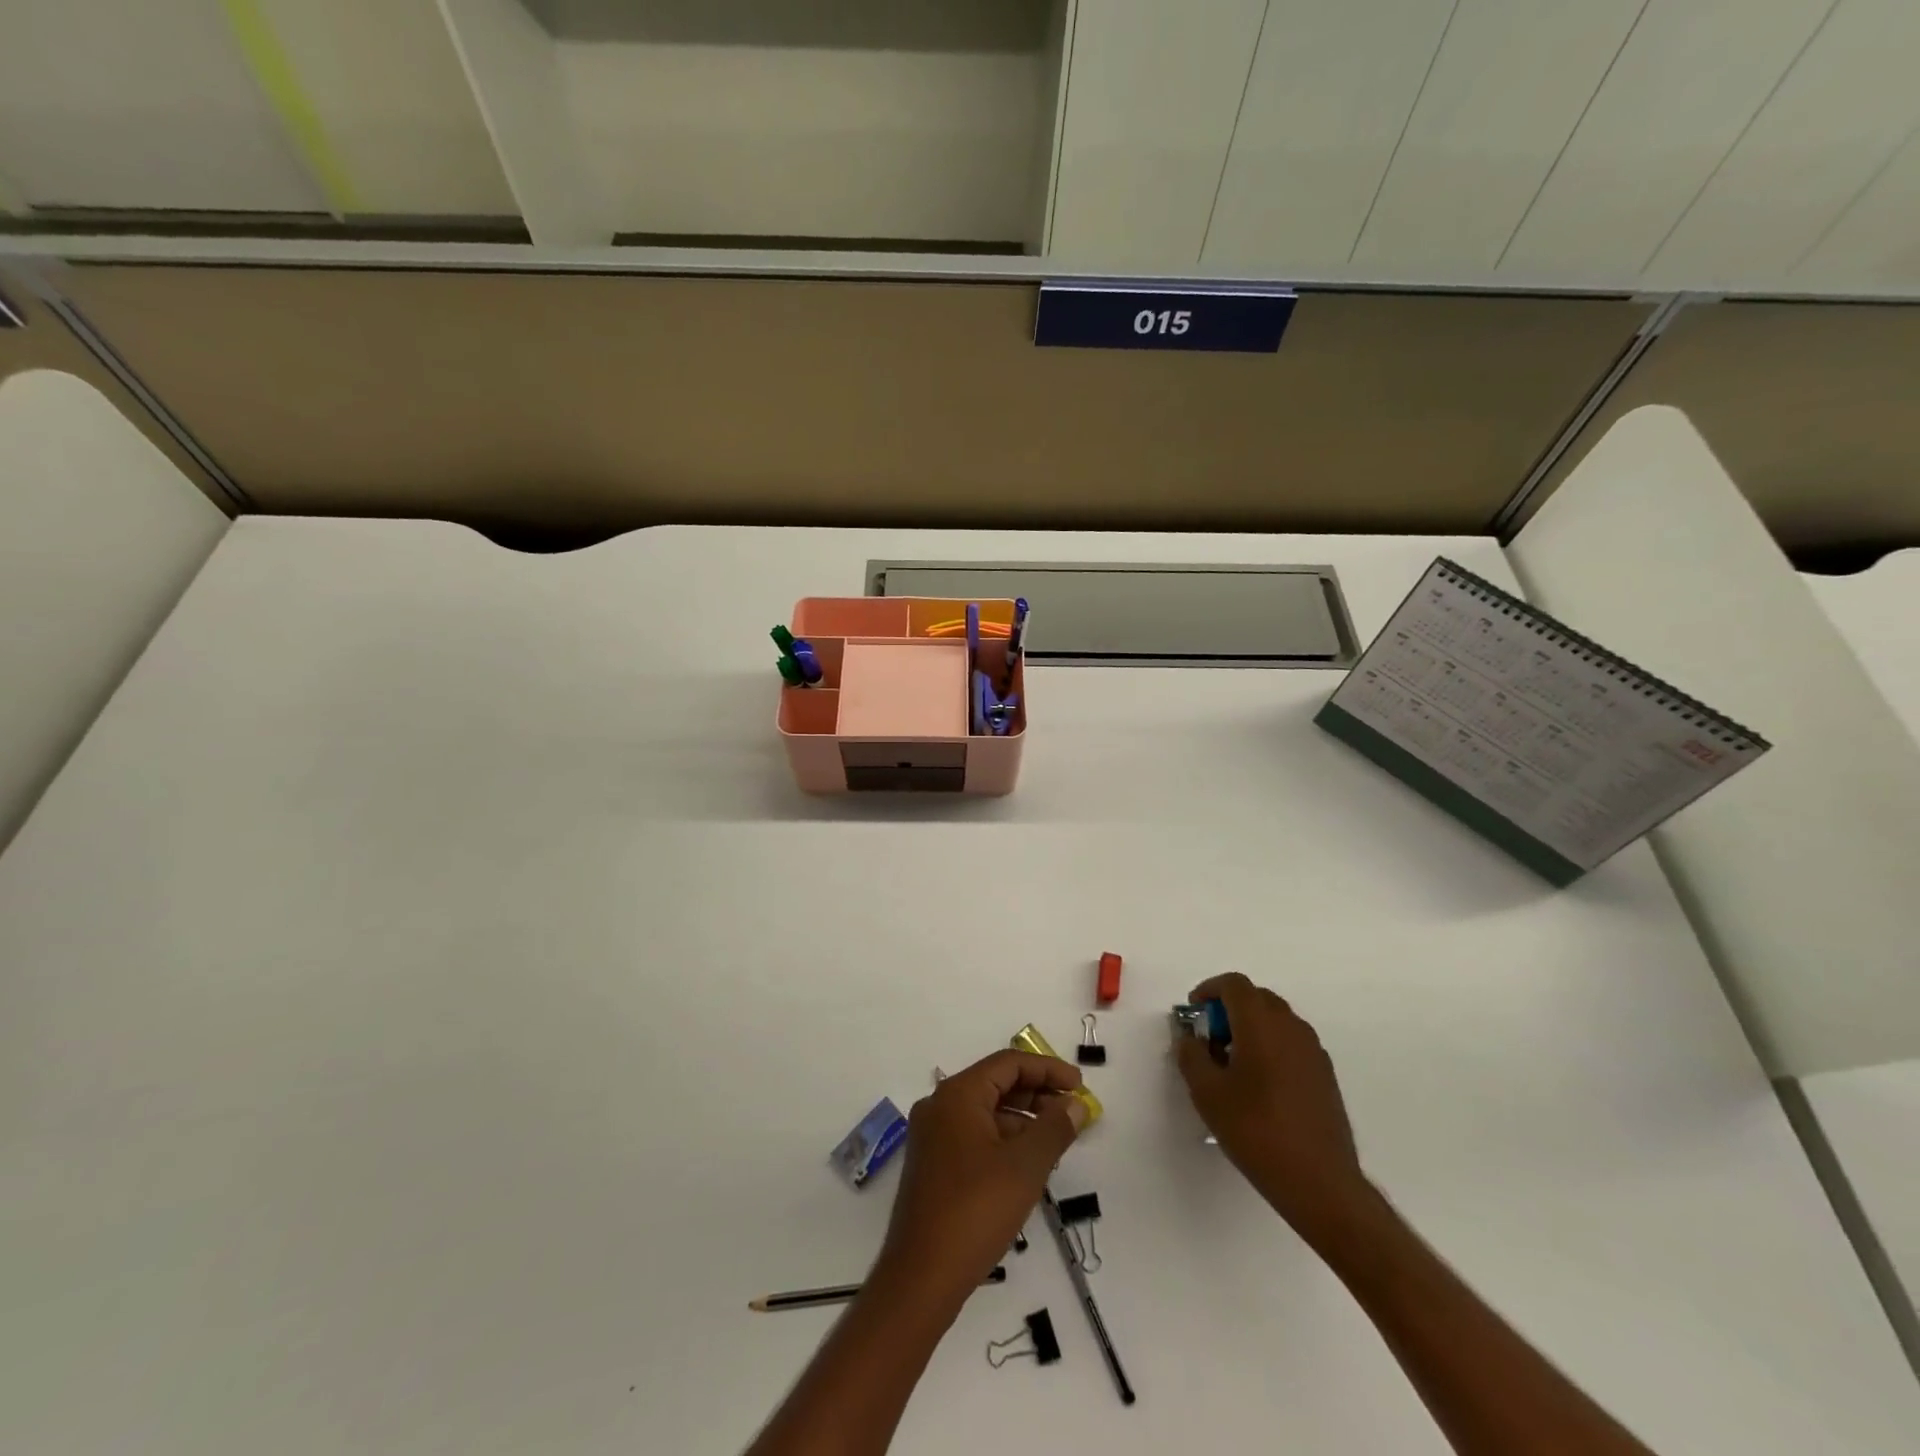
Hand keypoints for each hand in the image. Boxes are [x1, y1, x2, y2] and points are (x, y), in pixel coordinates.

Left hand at [876, 1051, 1088, 1308]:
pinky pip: (975, 1135)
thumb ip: (1054, 1129)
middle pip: (996, 1084)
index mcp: (957, 1095)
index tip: (1080, 1086)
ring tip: (1058, 1139)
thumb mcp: (1025, 1167)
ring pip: (986, 1112)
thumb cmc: (975, 1211)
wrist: (921, 1277)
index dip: (1047, 1069)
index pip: (1008, 1063)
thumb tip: (1075, 1104)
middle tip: (1073, 1112)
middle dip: (1037, 1093)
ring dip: (1023, 1119)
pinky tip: (1028, 1163)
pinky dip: (1004, 1140)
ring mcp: (932, 1136)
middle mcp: (940, 1106)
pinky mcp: (933, 1164)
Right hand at [1176, 973, 1370, 1243]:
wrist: (1320, 1183)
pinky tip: (1259, 1084)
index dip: (1209, 989)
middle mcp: (1291, 1027)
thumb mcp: (1207, 1093)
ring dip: (1250, 1027)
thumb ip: (1191, 1055)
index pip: (1234, 984)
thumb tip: (1190, 1038)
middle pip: (1256, 997)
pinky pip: (1291, 1042)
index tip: (1193, 1012)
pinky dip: (1270, 1045)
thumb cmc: (1256, 1131)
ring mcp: (1313, 1050)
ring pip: (1276, 1019)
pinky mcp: (1325, 1074)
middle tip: (1209, 1038)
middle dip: (1228, 1008)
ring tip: (1232, 1063)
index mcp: (1261, 1024)